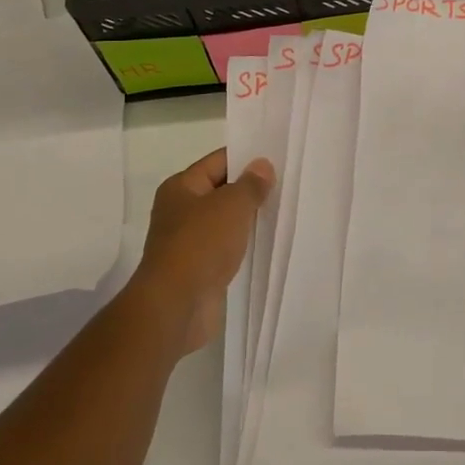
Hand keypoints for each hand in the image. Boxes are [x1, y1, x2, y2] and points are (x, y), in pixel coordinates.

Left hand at [132, 148, 272, 357]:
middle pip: (222, 190)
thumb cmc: (200, 245)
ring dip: (249, 219)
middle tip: (288, 183)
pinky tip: (268, 243)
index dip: (247, 157)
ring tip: (284, 211)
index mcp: (181, 187)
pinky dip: (244, 245)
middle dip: (251, 189)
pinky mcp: (199, 268)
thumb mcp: (231, 205)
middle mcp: (181, 210)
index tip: (278, 158)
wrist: (176, 306)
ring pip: (226, 221)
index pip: (218, 161)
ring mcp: (189, 241)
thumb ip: (250, 184)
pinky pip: (227, 247)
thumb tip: (262, 165)